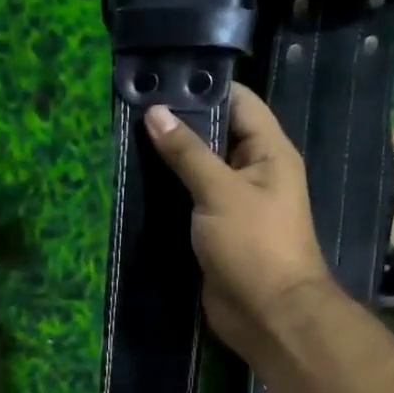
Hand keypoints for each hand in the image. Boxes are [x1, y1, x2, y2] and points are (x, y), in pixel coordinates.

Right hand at [142, 85, 330, 356]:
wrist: (267, 314)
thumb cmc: (254, 245)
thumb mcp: (219, 191)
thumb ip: (186, 152)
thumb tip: (155, 112)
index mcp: (268, 152)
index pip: (238, 102)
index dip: (203, 88)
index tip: (160, 79)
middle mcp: (252, 172)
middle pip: (214, 135)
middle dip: (178, 123)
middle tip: (132, 108)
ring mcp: (232, 203)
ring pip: (198, 170)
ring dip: (168, 160)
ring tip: (125, 138)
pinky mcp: (214, 231)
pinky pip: (189, 202)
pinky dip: (167, 193)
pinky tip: (136, 181)